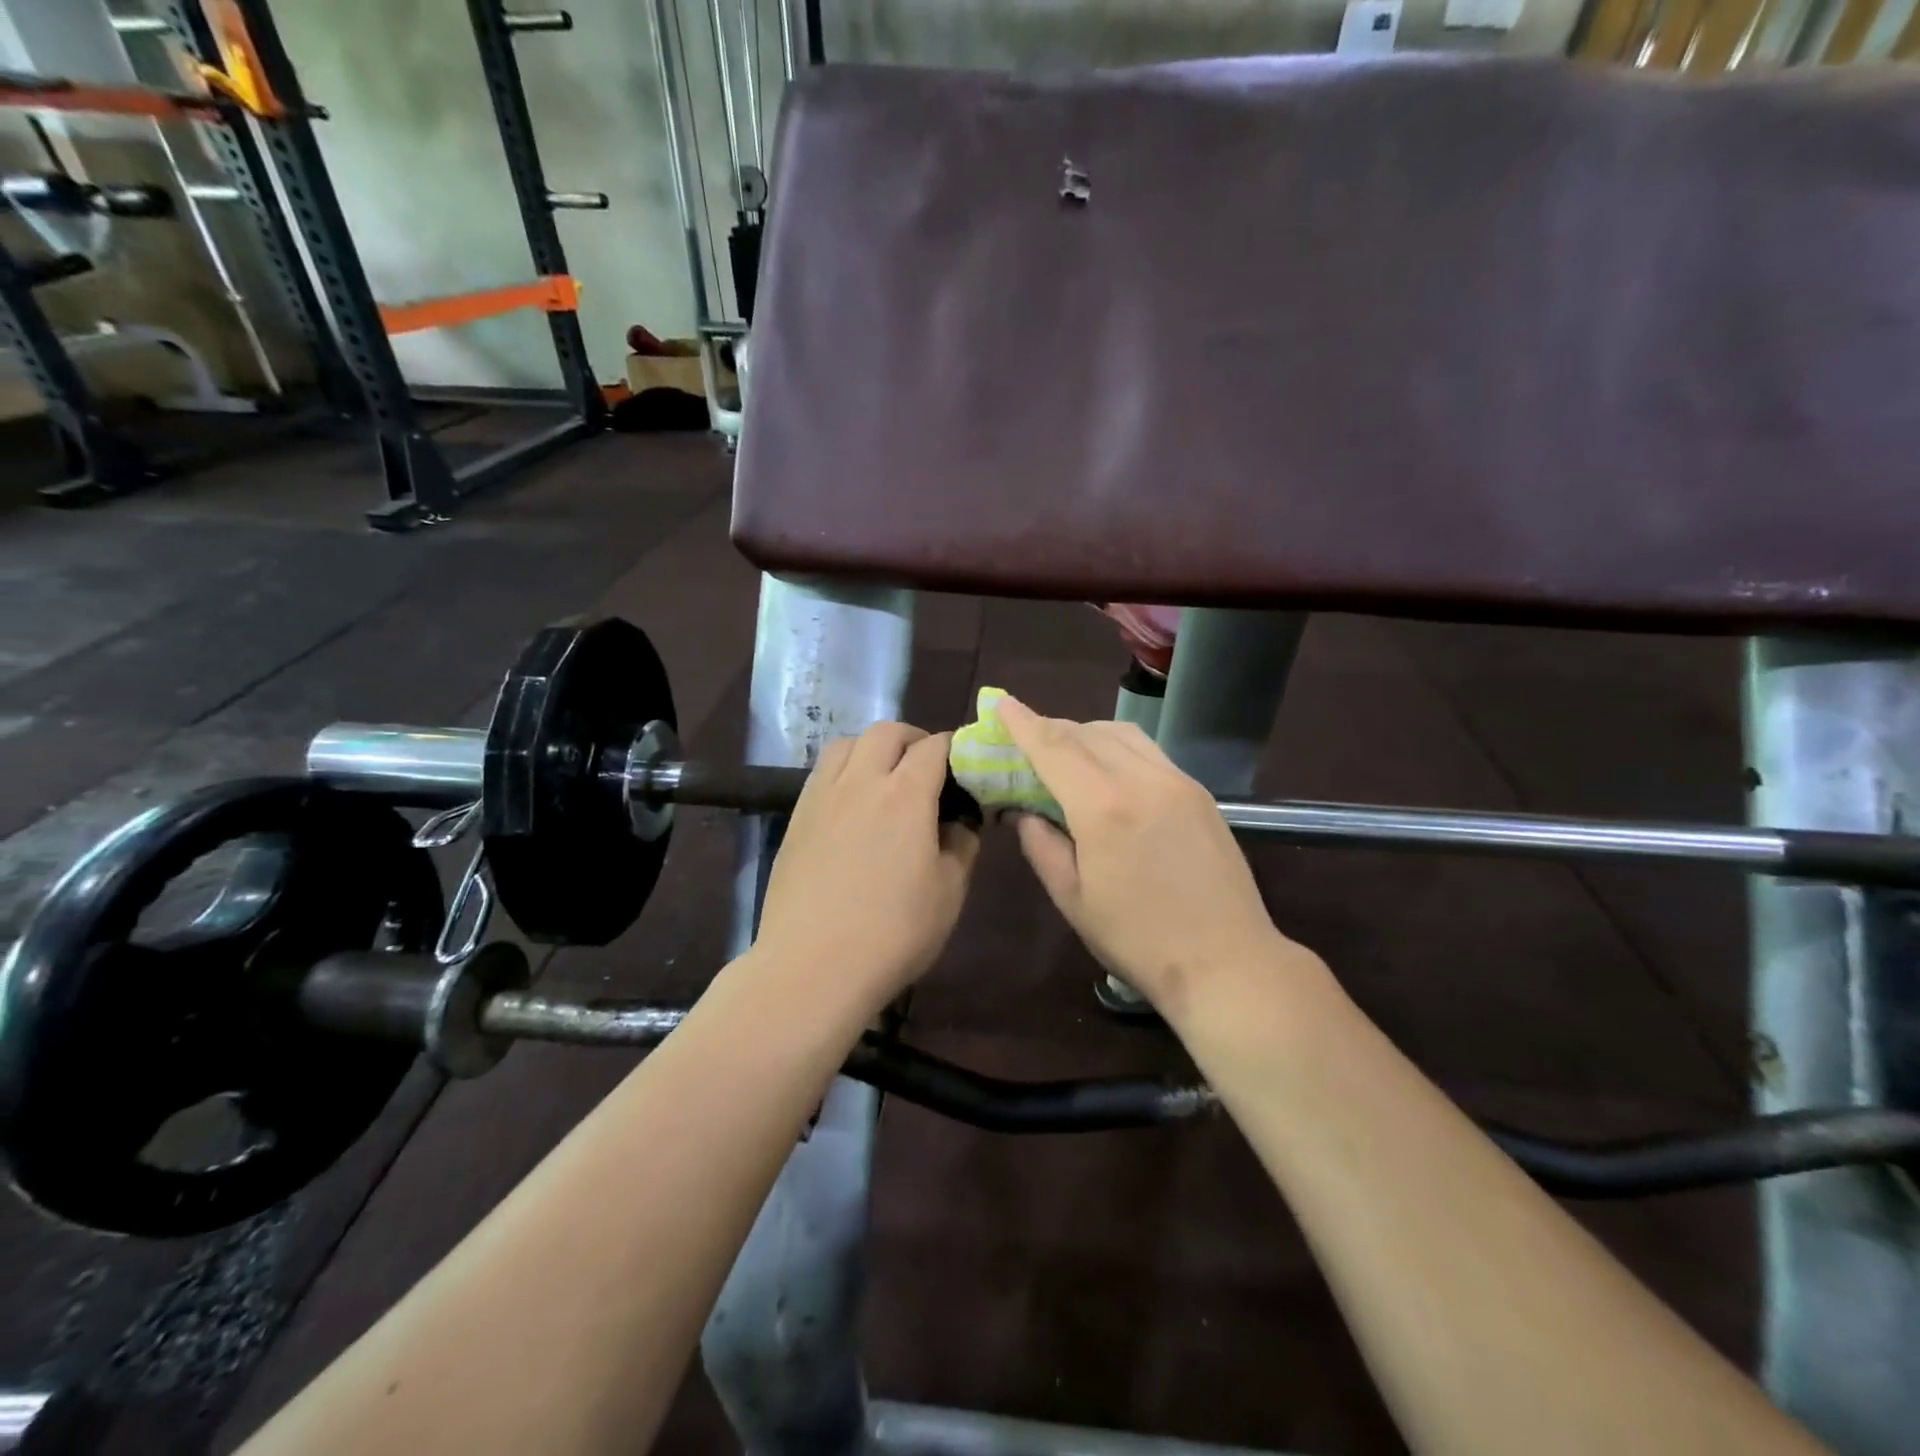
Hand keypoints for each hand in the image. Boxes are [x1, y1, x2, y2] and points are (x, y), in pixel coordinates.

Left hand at [753, 723, 979, 1011]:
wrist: (813, 966)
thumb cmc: (893, 933)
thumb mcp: (949, 892)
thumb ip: (961, 846)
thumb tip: (960, 822)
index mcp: (906, 795)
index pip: (934, 747)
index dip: (954, 748)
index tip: (966, 766)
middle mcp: (861, 782)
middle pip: (886, 732)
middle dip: (913, 739)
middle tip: (928, 767)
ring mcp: (822, 797)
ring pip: (847, 744)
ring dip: (873, 748)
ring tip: (885, 776)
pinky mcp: (796, 818)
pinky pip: (822, 772)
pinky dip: (844, 769)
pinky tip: (852, 803)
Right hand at [997, 697, 1307, 1019]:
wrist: (1227, 961)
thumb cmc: (1137, 939)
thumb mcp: (1072, 898)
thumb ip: (1041, 845)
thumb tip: (1024, 811)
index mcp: (1103, 807)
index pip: (1053, 747)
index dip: (1022, 722)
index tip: (1000, 702)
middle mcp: (1142, 779)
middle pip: (1086, 733)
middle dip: (1050, 728)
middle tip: (1025, 740)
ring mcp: (1177, 781)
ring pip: (1121, 733)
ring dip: (1085, 733)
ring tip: (1065, 753)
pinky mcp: (1199, 792)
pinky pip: (1149, 750)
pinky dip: (1118, 746)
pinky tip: (1109, 770)